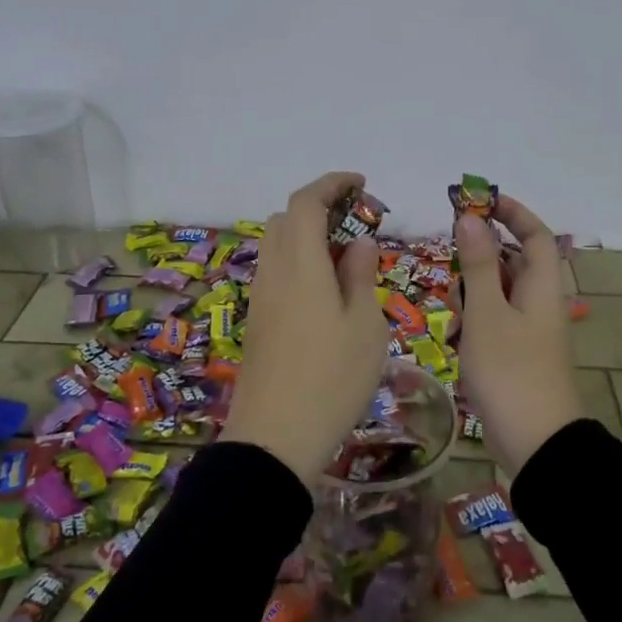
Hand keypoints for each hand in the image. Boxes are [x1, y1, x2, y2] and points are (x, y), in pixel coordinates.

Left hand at [223, 172, 390, 482]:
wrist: (274, 438)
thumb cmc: (331, 379)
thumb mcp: (364, 326)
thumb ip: (360, 276)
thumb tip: (358, 242)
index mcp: (300, 264)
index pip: (306, 202)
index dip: (331, 183)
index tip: (360, 183)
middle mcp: (273, 272)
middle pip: (286, 219)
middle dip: (319, 208)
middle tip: (356, 223)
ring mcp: (260, 298)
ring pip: (277, 246)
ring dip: (307, 236)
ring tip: (344, 259)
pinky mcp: (256, 321)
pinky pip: (275, 272)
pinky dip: (298, 262)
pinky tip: (325, 291)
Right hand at [454, 196, 581, 476]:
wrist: (536, 445)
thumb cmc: (510, 372)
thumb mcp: (487, 313)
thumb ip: (479, 264)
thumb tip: (470, 217)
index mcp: (542, 287)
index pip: (535, 234)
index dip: (512, 212)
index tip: (478, 200)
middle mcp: (541, 303)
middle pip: (515, 261)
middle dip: (483, 253)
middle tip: (450, 255)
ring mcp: (531, 331)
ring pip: (501, 292)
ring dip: (475, 288)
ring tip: (452, 306)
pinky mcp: (518, 354)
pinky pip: (496, 320)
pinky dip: (476, 317)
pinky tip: (458, 334)